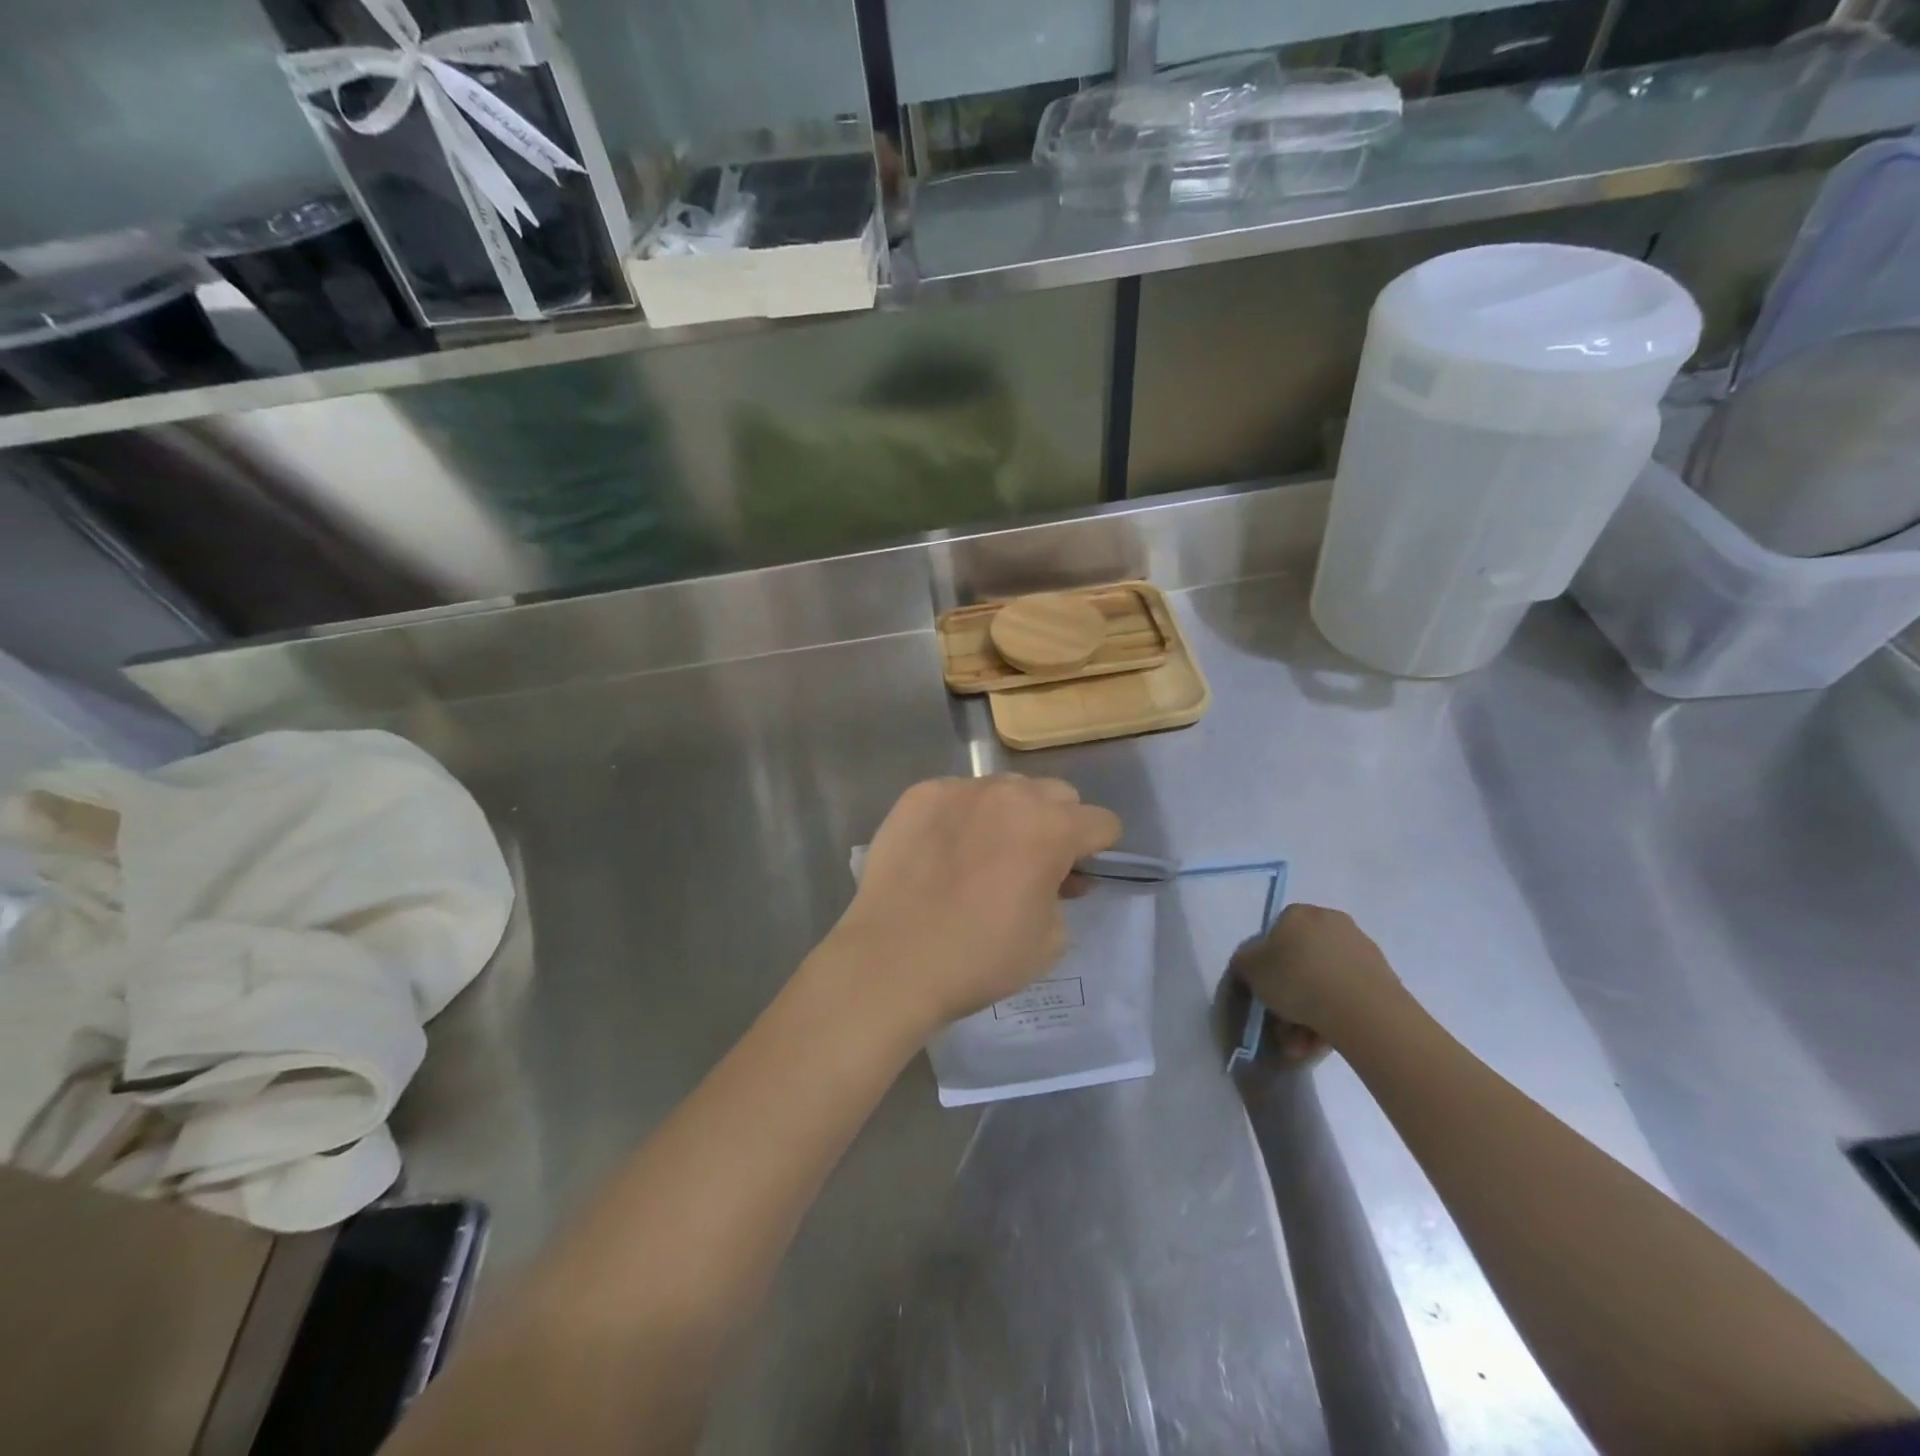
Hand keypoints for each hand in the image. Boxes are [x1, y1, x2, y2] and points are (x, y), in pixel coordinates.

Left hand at [826, 775, 1121, 1035]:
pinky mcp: (919, 795)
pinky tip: (942, 851)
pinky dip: (961, 816)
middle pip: (1056, 793)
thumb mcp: (1049, 941)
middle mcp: (1010, 795)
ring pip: (1004, 789)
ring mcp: (961, 789)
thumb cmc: (979, 958)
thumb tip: (1057, 878)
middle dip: (1056, 823)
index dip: (1098, 849)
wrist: (892, 960)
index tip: (1079, 873)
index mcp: (1052, 828)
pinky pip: (956, 795)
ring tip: (983, 853)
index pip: (1102, 821)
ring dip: (1008, 813)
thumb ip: (1064, 897)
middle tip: (1032, 862)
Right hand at [1229, 903, 1410, 1052]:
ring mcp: (1360, 949)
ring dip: (1309, 1014)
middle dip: (1289, 997)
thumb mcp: (1250, 969)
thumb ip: (1245, 963)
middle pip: (1301, 962)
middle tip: (1282, 1026)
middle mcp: (1331, 922)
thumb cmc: (1297, 979)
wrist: (1362, 1010)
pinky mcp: (1383, 977)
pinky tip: (1322, 1041)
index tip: (1265, 993)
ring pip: (1323, 983)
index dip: (1266, 966)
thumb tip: (1250, 964)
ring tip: (1301, 1044)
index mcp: (1299, 913)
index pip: (1275, 935)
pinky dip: (1333, 1016)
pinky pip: (1346, 996)